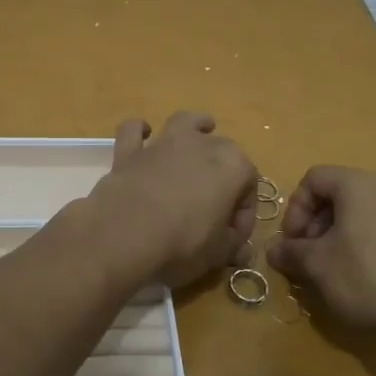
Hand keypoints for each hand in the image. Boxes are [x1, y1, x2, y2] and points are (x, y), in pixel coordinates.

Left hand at [88, 112, 258, 286]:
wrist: (126, 234)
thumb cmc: (184, 242)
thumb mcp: (218, 253)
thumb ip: (232, 246)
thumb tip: (241, 251)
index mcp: (233, 165)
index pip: (249, 184)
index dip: (245, 212)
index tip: (235, 238)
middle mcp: (202, 145)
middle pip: (223, 152)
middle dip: (224, 175)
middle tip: (215, 207)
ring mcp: (164, 144)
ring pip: (185, 122)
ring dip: (195, 125)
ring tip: (201, 130)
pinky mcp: (130, 152)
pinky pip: (135, 131)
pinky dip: (139, 130)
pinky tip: (144, 133)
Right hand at [266, 165, 375, 337]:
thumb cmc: (367, 276)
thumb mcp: (317, 266)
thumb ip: (291, 253)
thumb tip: (273, 251)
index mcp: (358, 184)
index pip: (314, 178)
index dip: (295, 207)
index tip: (293, 241)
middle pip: (340, 194)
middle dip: (317, 223)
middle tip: (310, 256)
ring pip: (364, 212)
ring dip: (341, 235)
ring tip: (335, 269)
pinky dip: (368, 244)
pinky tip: (367, 277)